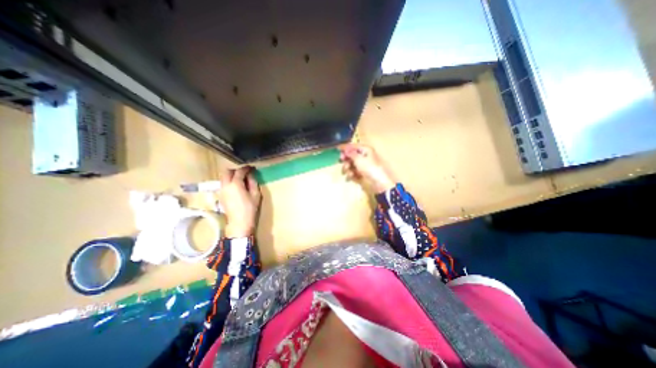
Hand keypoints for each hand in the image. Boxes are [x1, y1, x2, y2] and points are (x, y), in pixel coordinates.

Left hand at [218, 166, 263, 236]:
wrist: (239, 222)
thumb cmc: (250, 208)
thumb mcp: (255, 194)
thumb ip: (253, 182)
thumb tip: (250, 175)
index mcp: (235, 184)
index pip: (240, 171)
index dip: (246, 168)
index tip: (252, 168)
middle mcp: (226, 185)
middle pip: (227, 172)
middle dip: (236, 170)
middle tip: (245, 173)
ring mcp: (221, 190)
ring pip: (223, 177)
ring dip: (231, 175)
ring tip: (241, 179)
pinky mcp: (220, 195)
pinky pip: (223, 183)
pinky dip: (229, 181)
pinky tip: (236, 187)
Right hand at [341, 144, 390, 194]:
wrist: (378, 183)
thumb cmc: (369, 168)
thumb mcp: (359, 159)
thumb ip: (350, 153)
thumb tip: (345, 149)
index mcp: (365, 150)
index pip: (353, 146)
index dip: (345, 147)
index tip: (337, 149)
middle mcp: (364, 156)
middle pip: (351, 156)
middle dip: (346, 159)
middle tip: (342, 161)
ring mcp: (363, 166)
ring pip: (351, 164)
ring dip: (348, 168)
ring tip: (349, 172)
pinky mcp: (362, 174)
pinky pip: (353, 172)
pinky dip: (351, 174)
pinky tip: (351, 177)